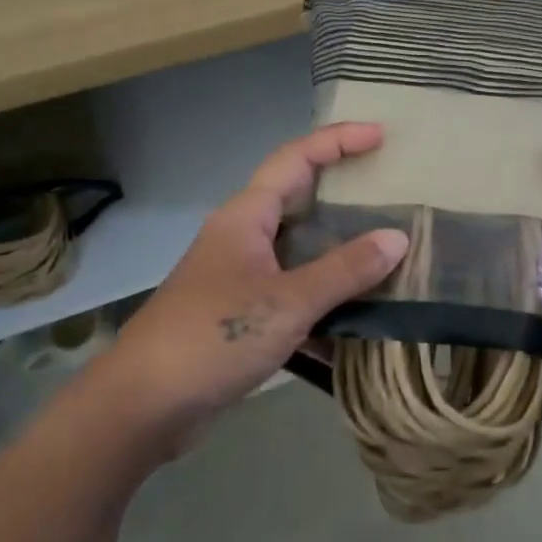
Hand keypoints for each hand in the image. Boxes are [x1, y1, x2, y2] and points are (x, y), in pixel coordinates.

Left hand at [89, 124, 407, 456]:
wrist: (143, 405)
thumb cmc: (213, 337)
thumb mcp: (287, 302)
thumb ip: (344, 270)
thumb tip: (397, 238)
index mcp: (246, 217)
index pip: (296, 159)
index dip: (338, 141)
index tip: (382, 137)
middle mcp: (242, 236)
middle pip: (297, 196)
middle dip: (341, 188)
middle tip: (390, 188)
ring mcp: (239, 275)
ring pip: (298, 246)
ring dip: (338, 245)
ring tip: (386, 246)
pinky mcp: (240, 312)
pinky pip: (293, 287)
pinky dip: (324, 292)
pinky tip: (358, 311)